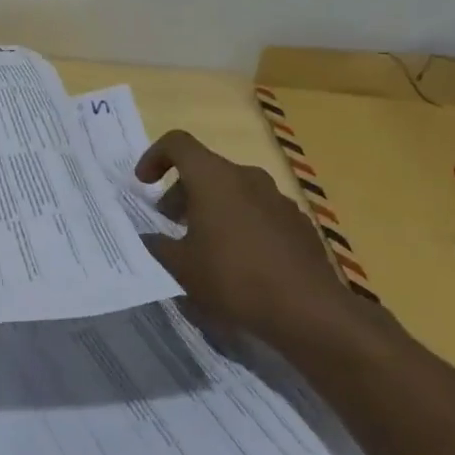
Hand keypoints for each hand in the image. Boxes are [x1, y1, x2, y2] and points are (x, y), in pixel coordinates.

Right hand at [135, 130, 358, 348]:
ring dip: (212, 206)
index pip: (177, 143)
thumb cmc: (234, 279)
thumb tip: (149, 238)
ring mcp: (278, 199)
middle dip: (182, 190)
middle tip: (170, 221)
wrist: (310, 311)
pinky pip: (259, 211)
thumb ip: (158, 246)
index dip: (154, 156)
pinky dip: (240, 223)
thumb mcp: (182, 267)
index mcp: (213, 177)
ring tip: (204, 243)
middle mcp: (246, 177)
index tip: (144, 184)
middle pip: (205, 168)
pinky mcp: (299, 223)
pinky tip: (240, 260)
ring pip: (233, 189)